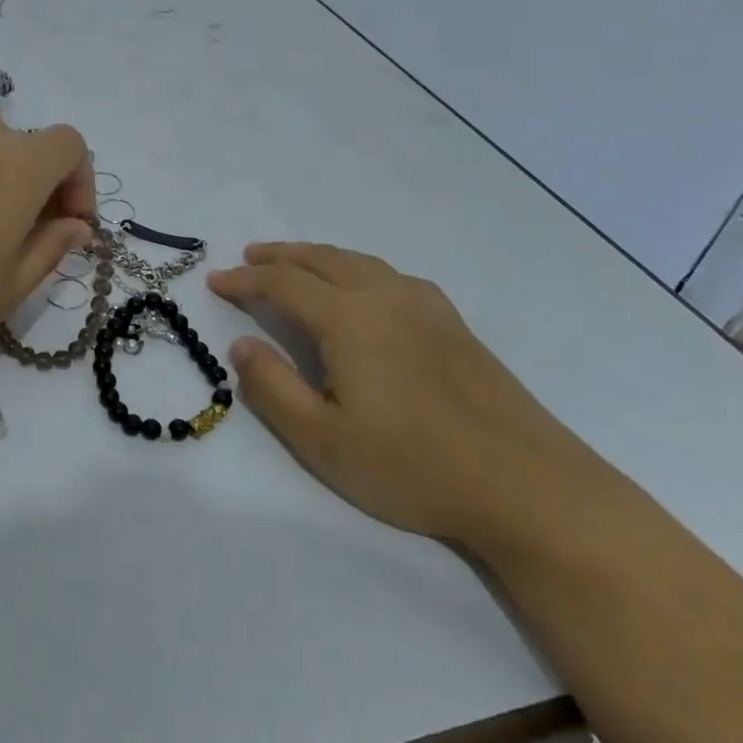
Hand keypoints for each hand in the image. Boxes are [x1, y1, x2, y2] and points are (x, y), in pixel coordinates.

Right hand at [207, 243, 619, 553]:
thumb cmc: (413, 465)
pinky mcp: (454, 325)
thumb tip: (240, 345)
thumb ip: (272, 386)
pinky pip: (390, 276)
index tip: (214, 281)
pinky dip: (356, 269)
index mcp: (349, 318)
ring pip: (358, 262)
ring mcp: (426, 307)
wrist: (527, 486)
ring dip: (317, 257)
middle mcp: (385, 296)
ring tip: (294, 264)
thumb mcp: (321, 439)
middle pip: (321, 260)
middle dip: (279, 256)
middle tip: (248, 258)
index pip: (282, 283)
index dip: (244, 280)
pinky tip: (361, 289)